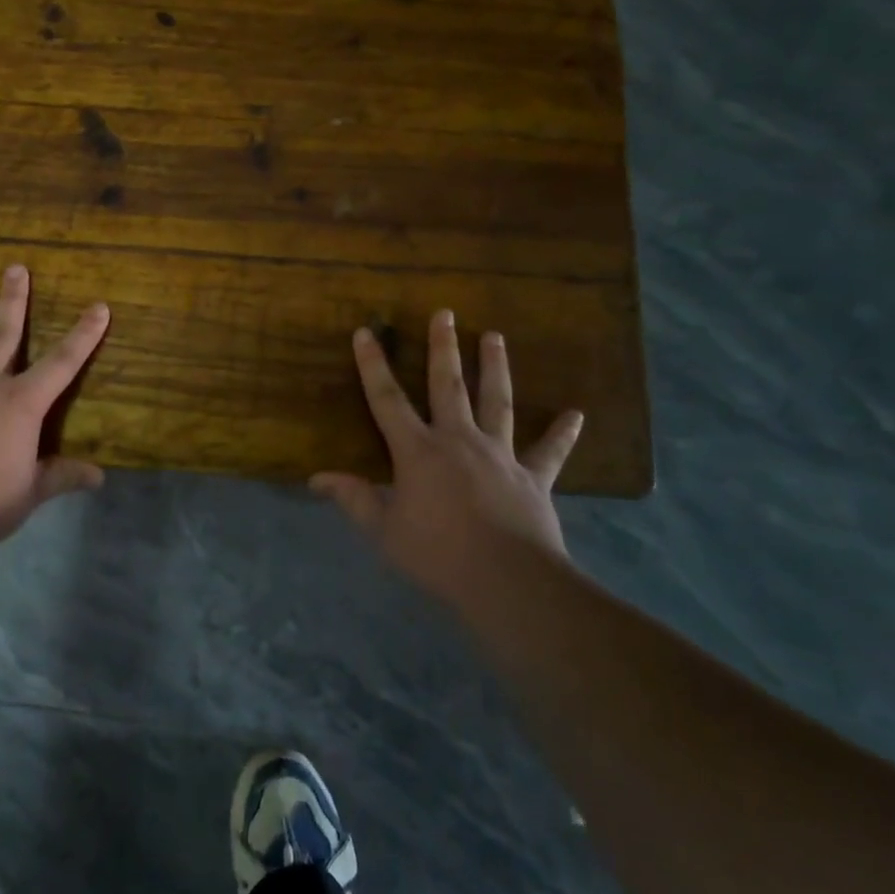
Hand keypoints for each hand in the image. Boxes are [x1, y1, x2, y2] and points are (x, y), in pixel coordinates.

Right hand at [311, 311, 583, 605]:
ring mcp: (500, 455)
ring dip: (496, 368)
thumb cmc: (437, 553)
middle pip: (448, 385)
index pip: (387, 400)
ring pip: (497, 402)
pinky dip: (562, 433)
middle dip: (443, 348)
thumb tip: (317, 478)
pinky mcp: (533, 477)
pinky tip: (576, 414)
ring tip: (495, 336)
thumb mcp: (384, 530)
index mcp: (418, 451)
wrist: (507, 580)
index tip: (365, 332)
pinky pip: (550, 452)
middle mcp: (458, 440)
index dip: (373, 365)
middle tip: (445, 313)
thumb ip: (353, 499)